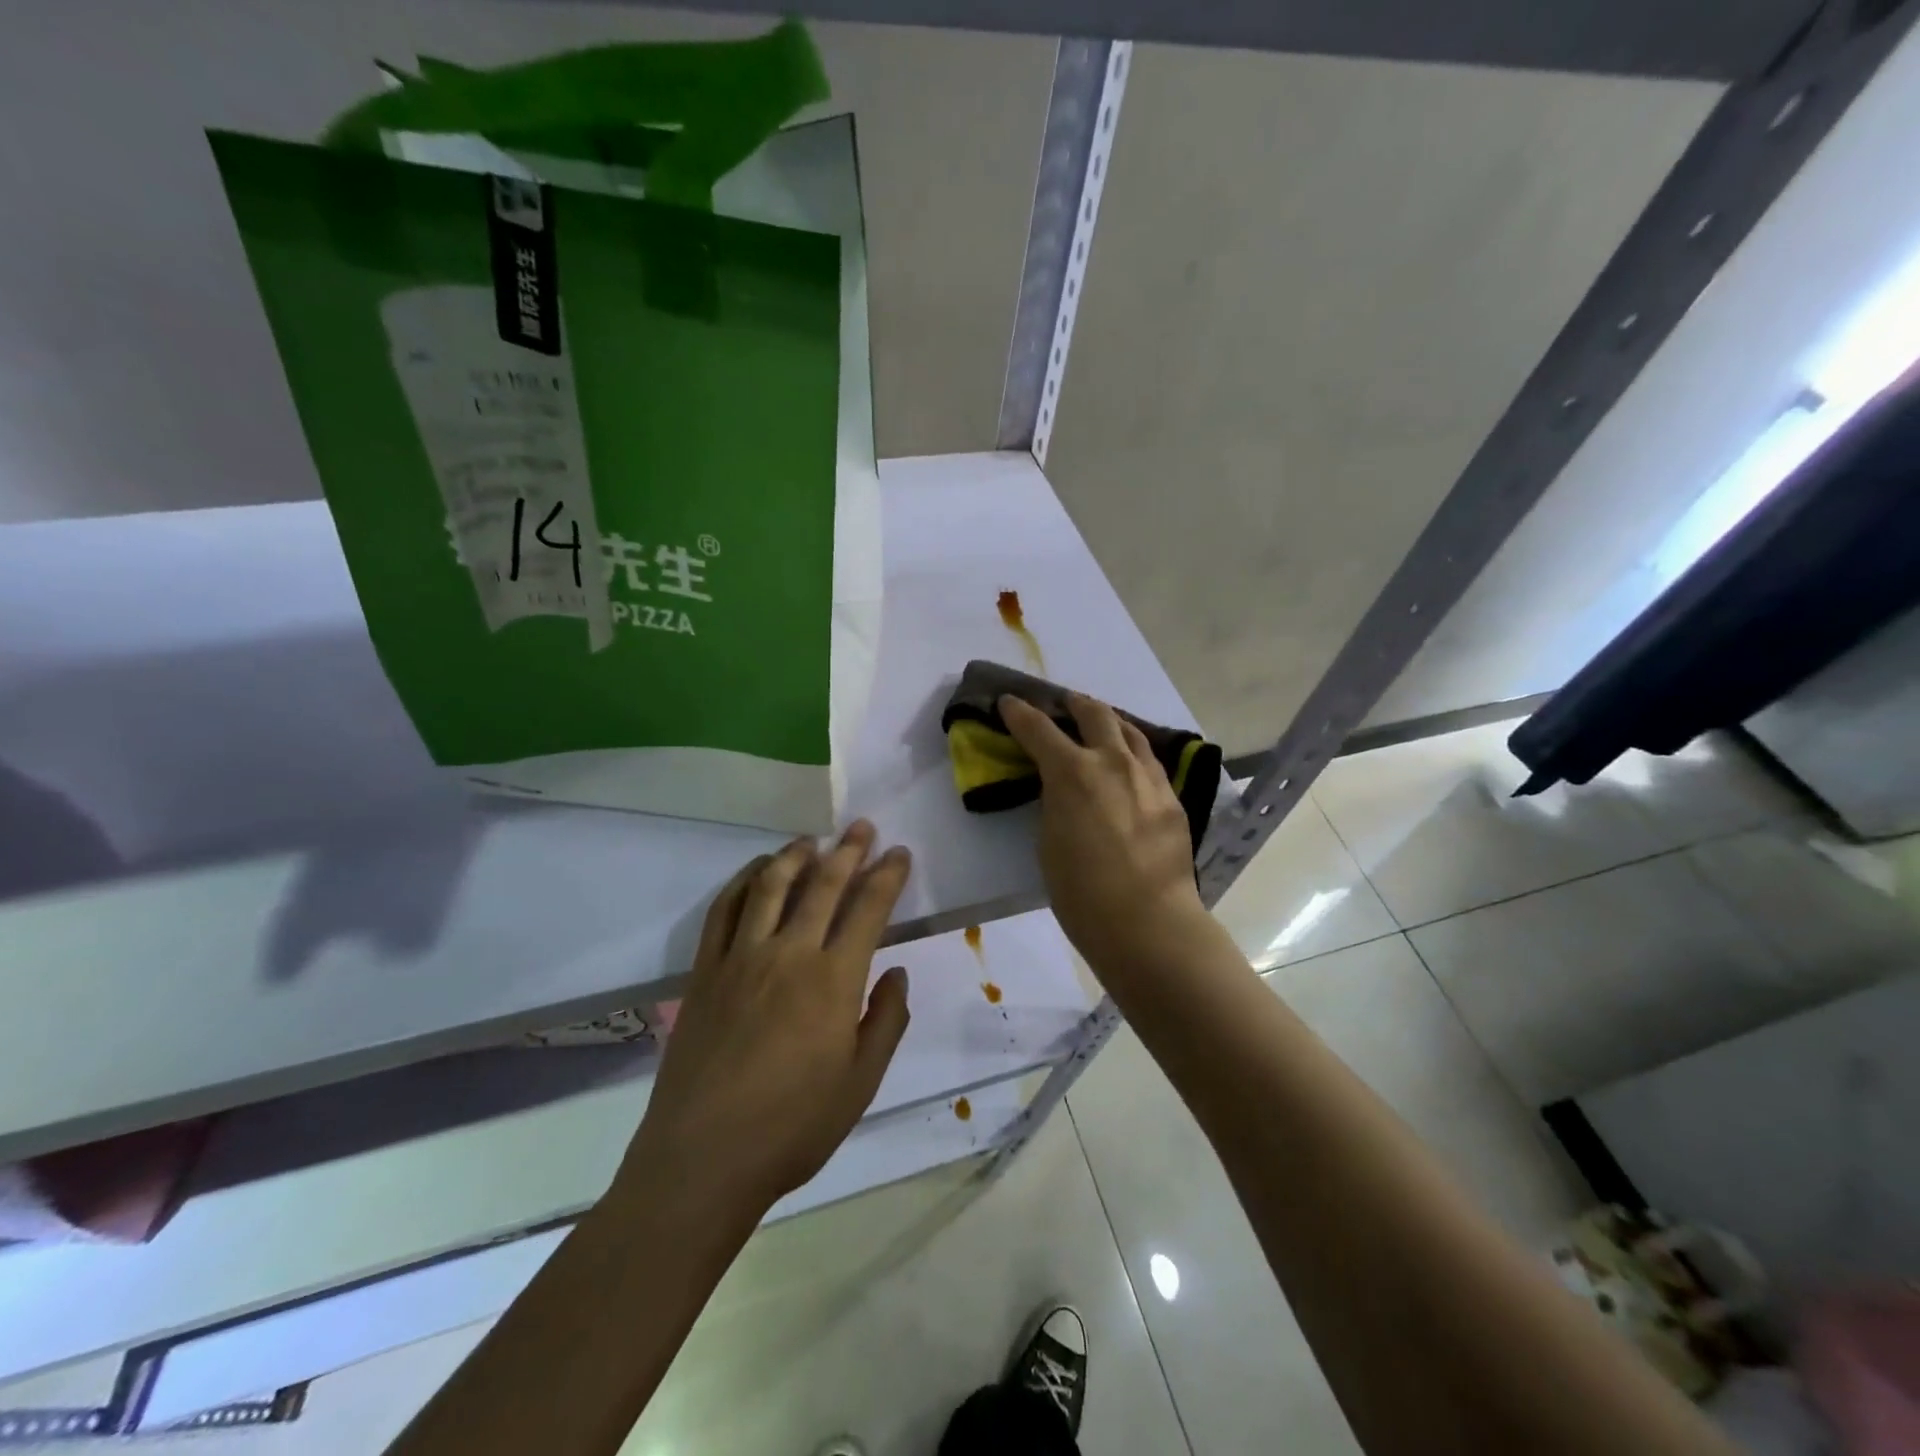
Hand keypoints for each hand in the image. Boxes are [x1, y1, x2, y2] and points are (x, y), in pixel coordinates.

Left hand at [619, 821, 912, 1218]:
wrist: (703, 1159)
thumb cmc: (793, 1127)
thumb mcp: (860, 1083)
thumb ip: (885, 1021)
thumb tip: (897, 974)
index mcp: (833, 980)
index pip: (868, 910)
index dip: (887, 876)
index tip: (899, 854)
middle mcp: (788, 954)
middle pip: (822, 885)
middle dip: (848, 851)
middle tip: (862, 827)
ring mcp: (740, 958)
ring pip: (770, 887)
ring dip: (795, 856)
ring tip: (811, 840)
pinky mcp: (705, 972)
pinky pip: (723, 911)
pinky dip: (742, 882)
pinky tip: (756, 873)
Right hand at [999, 693, 1209, 972]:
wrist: (1148, 922)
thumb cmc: (1081, 892)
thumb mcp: (1049, 841)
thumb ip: (1055, 803)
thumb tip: (1064, 791)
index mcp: (1072, 772)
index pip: (1038, 728)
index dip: (1019, 712)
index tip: (1009, 702)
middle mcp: (1113, 762)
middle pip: (1094, 714)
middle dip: (1074, 703)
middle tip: (1064, 703)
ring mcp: (1149, 776)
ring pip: (1130, 731)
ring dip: (1110, 721)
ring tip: (1102, 723)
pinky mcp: (1172, 797)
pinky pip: (1149, 761)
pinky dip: (1132, 752)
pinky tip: (1130, 764)